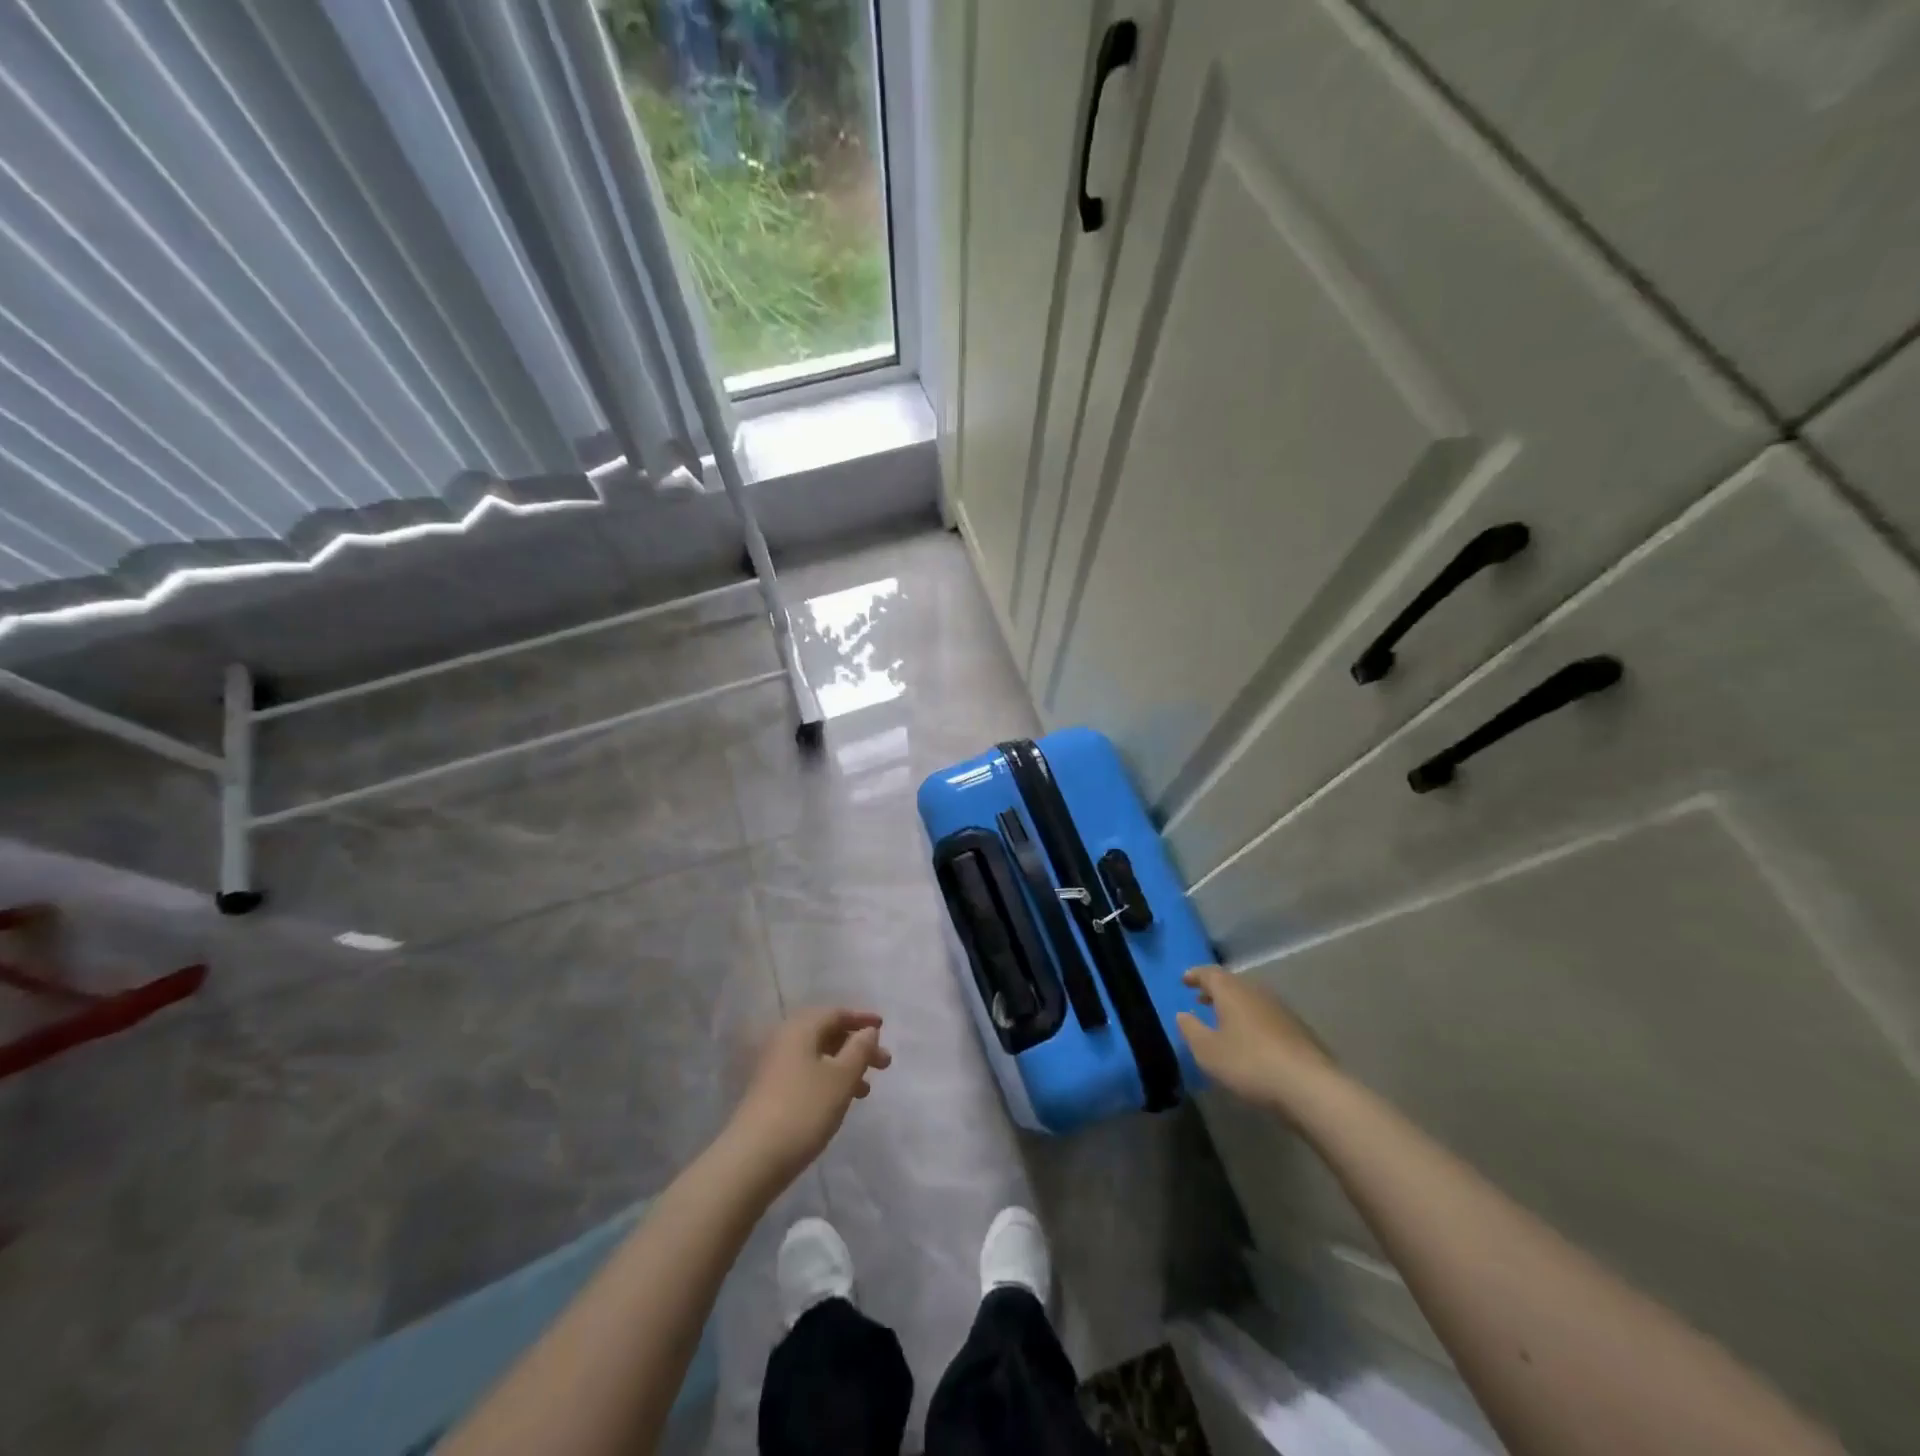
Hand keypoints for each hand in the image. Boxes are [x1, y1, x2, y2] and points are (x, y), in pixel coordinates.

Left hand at [727, 1006, 892, 1184]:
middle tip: (883, 1064)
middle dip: (857, 1045)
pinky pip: (808, 1072)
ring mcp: (775, 1066)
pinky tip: (840, 1100)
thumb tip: (868, 1031)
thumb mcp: (841, 1077)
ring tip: (867, 1089)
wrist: (753, 1158)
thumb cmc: (804, 1109)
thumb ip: (860, 1050)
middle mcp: (785, 1040)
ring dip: (845, 1065)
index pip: (836, 1013)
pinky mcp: (772, 1091)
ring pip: (819, 1055)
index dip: (862, 1018)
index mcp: (801, 1028)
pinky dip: (829, 1079)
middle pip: (827, 1033)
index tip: (884, 1026)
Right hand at [1177, 966, 1334, 1119]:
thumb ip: (1191, 1030)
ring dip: (1234, 1005)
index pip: (1209, 973)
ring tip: (1223, 1021)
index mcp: (1232, 991)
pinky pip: (1266, 1015)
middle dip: (1215, 990)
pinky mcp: (1298, 1029)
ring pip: (1251, 998)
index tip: (1184, 980)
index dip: (1195, 975)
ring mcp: (1281, 1009)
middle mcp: (1256, 991)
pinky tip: (1251, 1040)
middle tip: (1201, 1000)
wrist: (1310, 1087)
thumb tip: (1182, 1014)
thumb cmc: (1249, 1063)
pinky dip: (1252, 1019)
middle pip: (1232, 982)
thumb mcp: (1208, 1051)